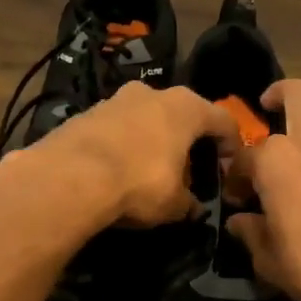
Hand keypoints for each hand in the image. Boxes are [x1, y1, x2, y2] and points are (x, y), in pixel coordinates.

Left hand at [0, 81, 239, 229]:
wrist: (69, 177)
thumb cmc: (139, 183)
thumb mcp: (174, 204)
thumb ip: (189, 203)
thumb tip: (193, 208)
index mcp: (185, 106)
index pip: (223, 120)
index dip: (231, 145)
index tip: (227, 168)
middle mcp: (152, 92)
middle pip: (182, 115)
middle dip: (187, 141)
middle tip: (188, 171)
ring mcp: (115, 99)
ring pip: (146, 118)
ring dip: (153, 141)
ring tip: (150, 172)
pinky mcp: (85, 113)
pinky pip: (116, 129)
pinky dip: (123, 145)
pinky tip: (117, 171)